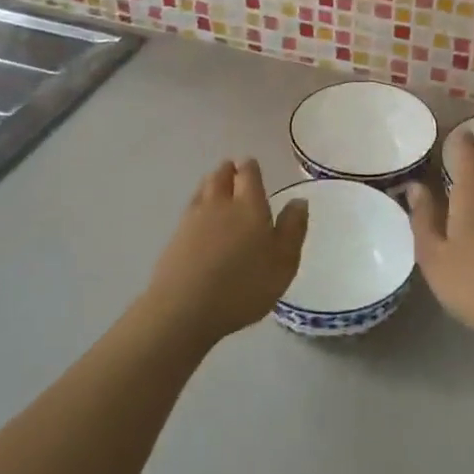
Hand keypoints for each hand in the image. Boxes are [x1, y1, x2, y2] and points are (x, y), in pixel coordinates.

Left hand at [145, 160, 307, 346]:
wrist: (185, 308)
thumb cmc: (244, 285)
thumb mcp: (283, 262)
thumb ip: (293, 229)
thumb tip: (298, 200)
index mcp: (249, 205)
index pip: (249, 175)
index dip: (250, 168)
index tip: (251, 165)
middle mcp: (220, 204)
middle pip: (221, 177)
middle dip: (228, 171)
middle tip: (233, 170)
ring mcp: (193, 219)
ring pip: (202, 190)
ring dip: (211, 183)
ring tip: (215, 185)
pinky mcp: (175, 238)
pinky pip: (189, 210)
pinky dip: (197, 206)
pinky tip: (199, 217)